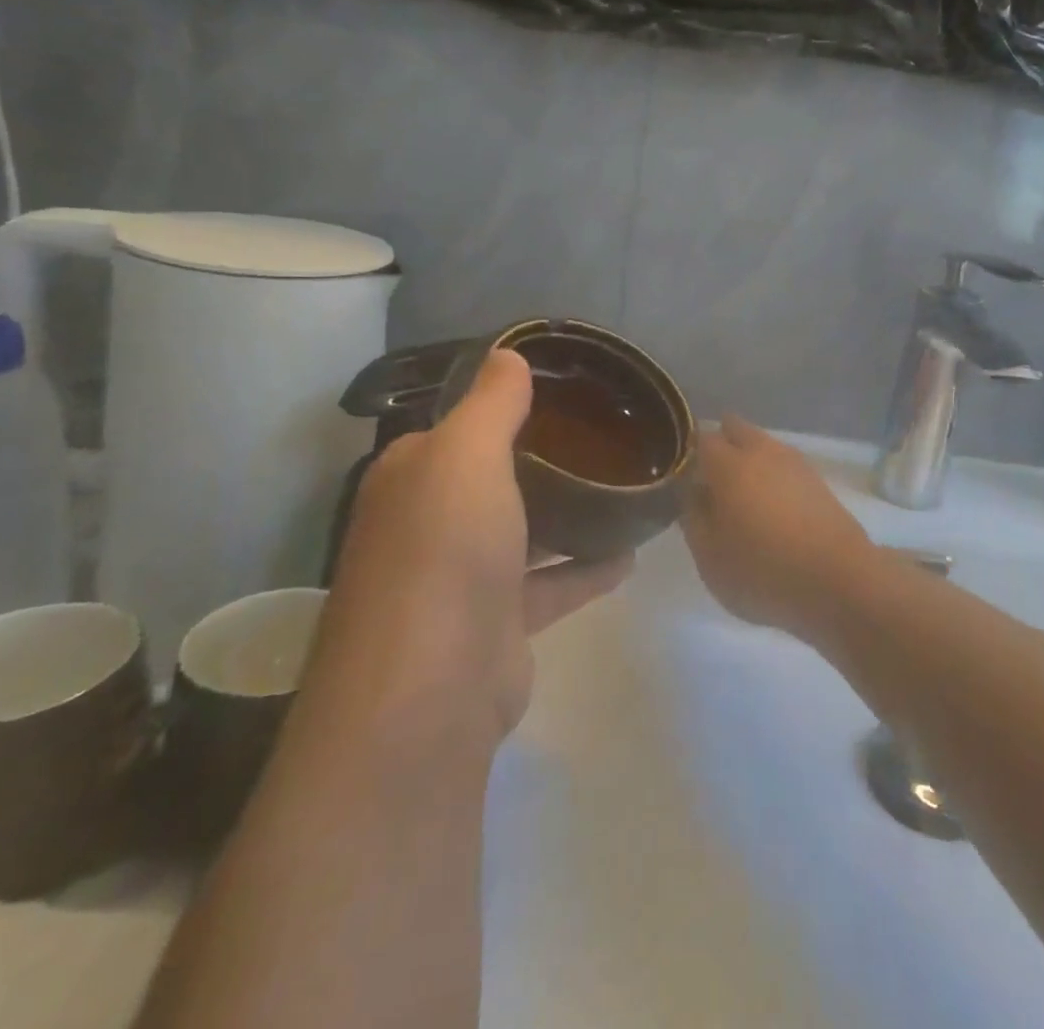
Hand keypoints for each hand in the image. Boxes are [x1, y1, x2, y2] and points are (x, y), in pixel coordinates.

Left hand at [312, 348, 631, 746]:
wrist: (430, 690)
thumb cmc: (445, 550)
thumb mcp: (468, 455)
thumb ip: (491, 403)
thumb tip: (508, 352)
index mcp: (414, 476)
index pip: (458, 424)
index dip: (502, 402)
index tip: (562, 386)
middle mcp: (430, 523)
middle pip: (494, 478)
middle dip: (543, 457)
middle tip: (604, 433)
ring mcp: (462, 578)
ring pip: (523, 531)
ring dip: (566, 513)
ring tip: (621, 487)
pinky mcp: (497, 624)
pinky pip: (549, 584)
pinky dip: (584, 570)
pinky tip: (629, 555)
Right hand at [682, 416, 878, 635]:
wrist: (839, 581)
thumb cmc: (763, 571)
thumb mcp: (709, 557)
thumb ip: (693, 518)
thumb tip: (693, 492)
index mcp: (728, 464)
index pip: (701, 439)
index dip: (688, 454)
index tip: (682, 475)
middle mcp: (762, 451)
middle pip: (735, 429)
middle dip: (721, 444)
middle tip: (710, 480)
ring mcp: (794, 463)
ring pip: (763, 445)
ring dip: (749, 459)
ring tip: (741, 496)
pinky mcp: (818, 481)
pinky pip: (784, 465)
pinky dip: (773, 476)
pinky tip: (771, 505)